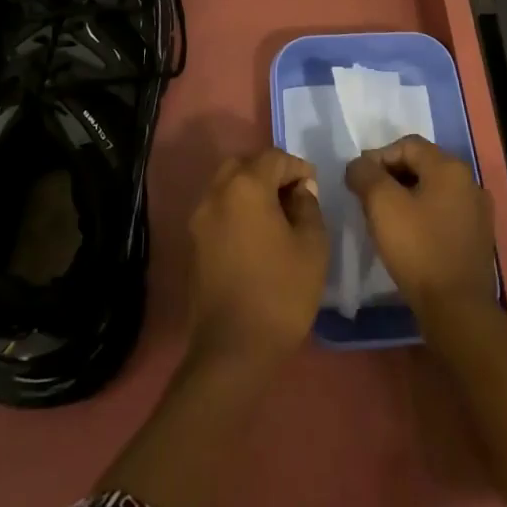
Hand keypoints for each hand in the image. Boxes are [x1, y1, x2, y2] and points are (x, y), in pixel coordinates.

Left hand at [186, 149, 327, 368]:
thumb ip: (309, 207)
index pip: (274, 158)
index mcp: (245, 186)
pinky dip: (236, 209)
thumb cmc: (280, 293)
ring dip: (251, 189)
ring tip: (276, 216)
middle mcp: (216, 193)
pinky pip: (218, 209)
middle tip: (293, 196)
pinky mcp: (193, 242)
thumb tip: (300, 190)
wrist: (233, 349)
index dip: (297, 168)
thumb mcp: (312, 246)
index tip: (313, 188)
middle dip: (270, 172)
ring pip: (226, 185)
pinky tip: (256, 235)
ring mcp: (200, 218)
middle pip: (244, 165)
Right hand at [345, 135, 495, 320]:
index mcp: (450, 167)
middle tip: (367, 198)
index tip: (357, 181)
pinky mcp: (478, 237)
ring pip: (432, 189)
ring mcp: (478, 211)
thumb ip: (365, 174)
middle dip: (390, 176)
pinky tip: (408, 235)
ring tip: (384, 217)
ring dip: (405, 196)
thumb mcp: (381, 204)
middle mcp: (469, 182)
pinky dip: (422, 215)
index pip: (406, 145)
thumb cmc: (417, 249)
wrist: (457, 310)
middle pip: (421, 164)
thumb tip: (359, 165)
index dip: (377, 157)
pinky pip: (443, 212)